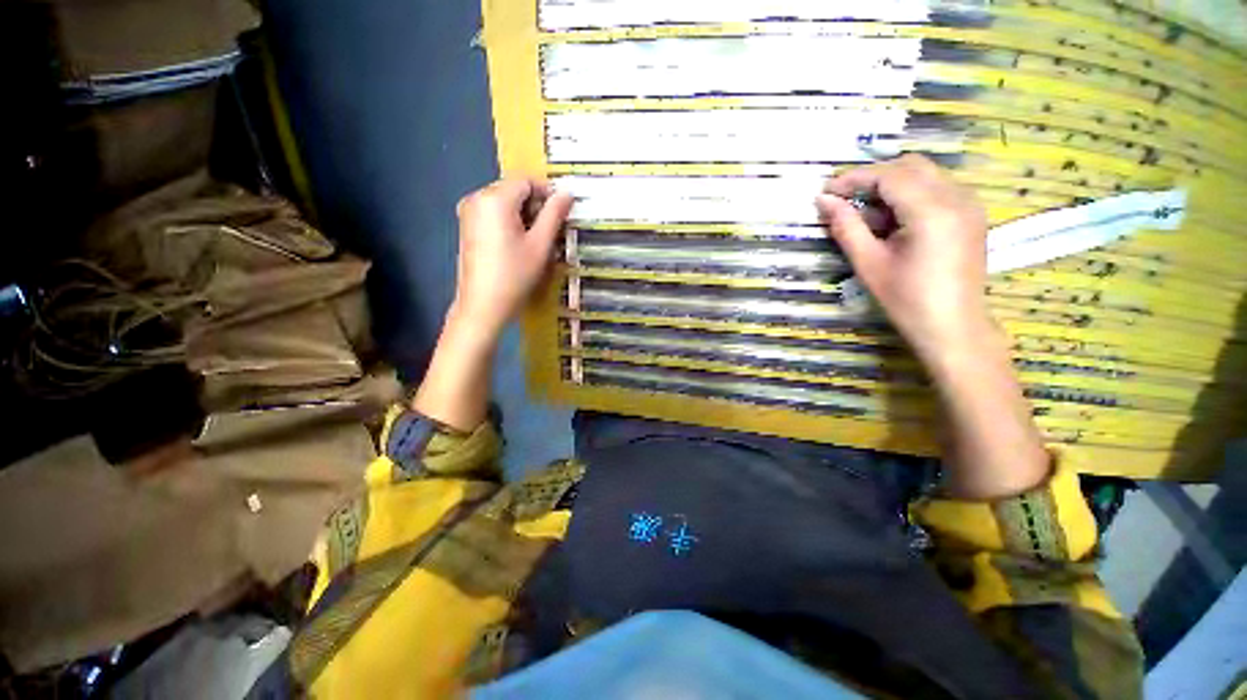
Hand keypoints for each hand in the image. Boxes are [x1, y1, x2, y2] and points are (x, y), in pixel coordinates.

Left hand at [451, 177, 573, 339]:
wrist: (483, 306)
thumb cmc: (515, 275)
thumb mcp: (540, 245)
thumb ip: (554, 214)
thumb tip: (567, 193)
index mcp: (494, 199)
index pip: (526, 181)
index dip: (548, 193)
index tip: (563, 212)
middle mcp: (477, 198)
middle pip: (514, 190)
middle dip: (536, 206)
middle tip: (553, 230)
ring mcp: (469, 212)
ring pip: (505, 203)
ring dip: (525, 215)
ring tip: (538, 240)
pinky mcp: (467, 227)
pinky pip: (494, 214)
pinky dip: (511, 222)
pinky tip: (520, 244)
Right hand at [816, 155, 990, 362]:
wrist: (953, 326)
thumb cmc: (906, 300)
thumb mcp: (869, 263)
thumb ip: (846, 227)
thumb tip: (824, 201)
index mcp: (931, 211)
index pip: (889, 175)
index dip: (854, 178)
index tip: (827, 191)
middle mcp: (956, 197)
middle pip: (910, 166)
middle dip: (873, 178)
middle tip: (844, 200)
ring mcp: (969, 204)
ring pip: (925, 174)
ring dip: (892, 185)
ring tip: (866, 213)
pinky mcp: (971, 214)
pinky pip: (937, 188)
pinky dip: (910, 194)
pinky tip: (893, 220)